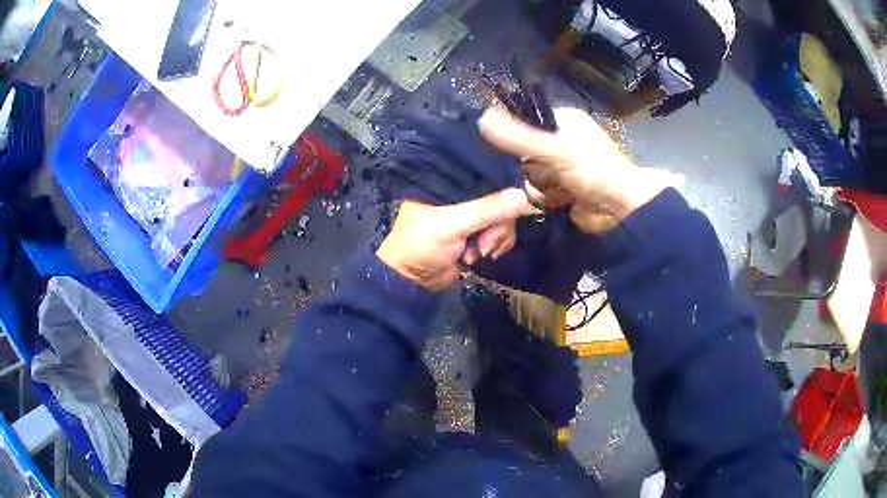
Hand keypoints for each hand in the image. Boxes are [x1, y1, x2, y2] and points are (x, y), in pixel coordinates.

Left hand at [377, 188, 532, 290]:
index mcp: (450, 181)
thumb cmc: (421, 245)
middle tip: (484, 244)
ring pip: (504, 216)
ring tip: (479, 252)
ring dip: (497, 237)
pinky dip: (498, 244)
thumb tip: (524, 196)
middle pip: (500, 197)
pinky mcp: (479, 232)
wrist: (411, 281)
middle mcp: (463, 192)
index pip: (485, 172)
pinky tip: (483, 256)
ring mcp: (472, 213)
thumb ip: (486, 210)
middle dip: (498, 224)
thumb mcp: (452, 225)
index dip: (503, 184)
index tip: (517, 201)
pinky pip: (502, 232)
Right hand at [479, 107, 673, 232]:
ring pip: (529, 174)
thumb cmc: (594, 170)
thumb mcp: (555, 149)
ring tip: (558, 191)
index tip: (509, 150)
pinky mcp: (561, 190)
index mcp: (563, 121)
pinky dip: (544, 198)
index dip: (515, 136)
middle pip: (524, 151)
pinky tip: (558, 201)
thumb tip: (480, 118)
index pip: (525, 122)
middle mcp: (561, 141)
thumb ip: (518, 137)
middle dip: (531, 168)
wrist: (622, 210)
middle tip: (546, 174)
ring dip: (539, 186)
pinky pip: (538, 192)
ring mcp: (561, 167)